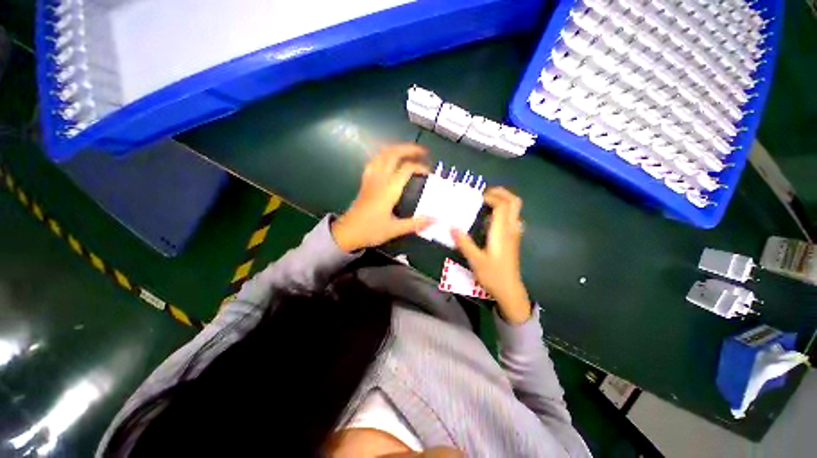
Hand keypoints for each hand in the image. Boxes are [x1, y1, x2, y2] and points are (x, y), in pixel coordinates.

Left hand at [332, 144, 433, 251]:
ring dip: (396, 149)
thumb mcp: (395, 230)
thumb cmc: (371, 231)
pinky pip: (374, 162)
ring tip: (407, 152)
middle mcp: (379, 180)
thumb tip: (435, 219)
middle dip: (409, 148)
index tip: (429, 172)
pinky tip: (388, 161)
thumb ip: (415, 223)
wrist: (347, 233)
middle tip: (422, 151)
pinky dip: (383, 156)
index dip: (419, 167)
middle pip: (392, 154)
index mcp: (388, 190)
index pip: (406, 169)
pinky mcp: (365, 182)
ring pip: (381, 155)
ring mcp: (370, 179)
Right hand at [452, 187, 531, 324]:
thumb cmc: (493, 275)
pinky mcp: (513, 239)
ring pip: (515, 210)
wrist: (510, 291)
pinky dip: (503, 211)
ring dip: (502, 201)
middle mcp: (511, 229)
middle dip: (501, 193)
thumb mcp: (475, 260)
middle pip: (514, 202)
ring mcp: (514, 234)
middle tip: (484, 193)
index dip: (491, 196)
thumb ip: (464, 242)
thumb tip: (451, 226)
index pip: (502, 205)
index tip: (477, 197)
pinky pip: (511, 218)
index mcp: (502, 231)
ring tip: (485, 202)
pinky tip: (490, 218)